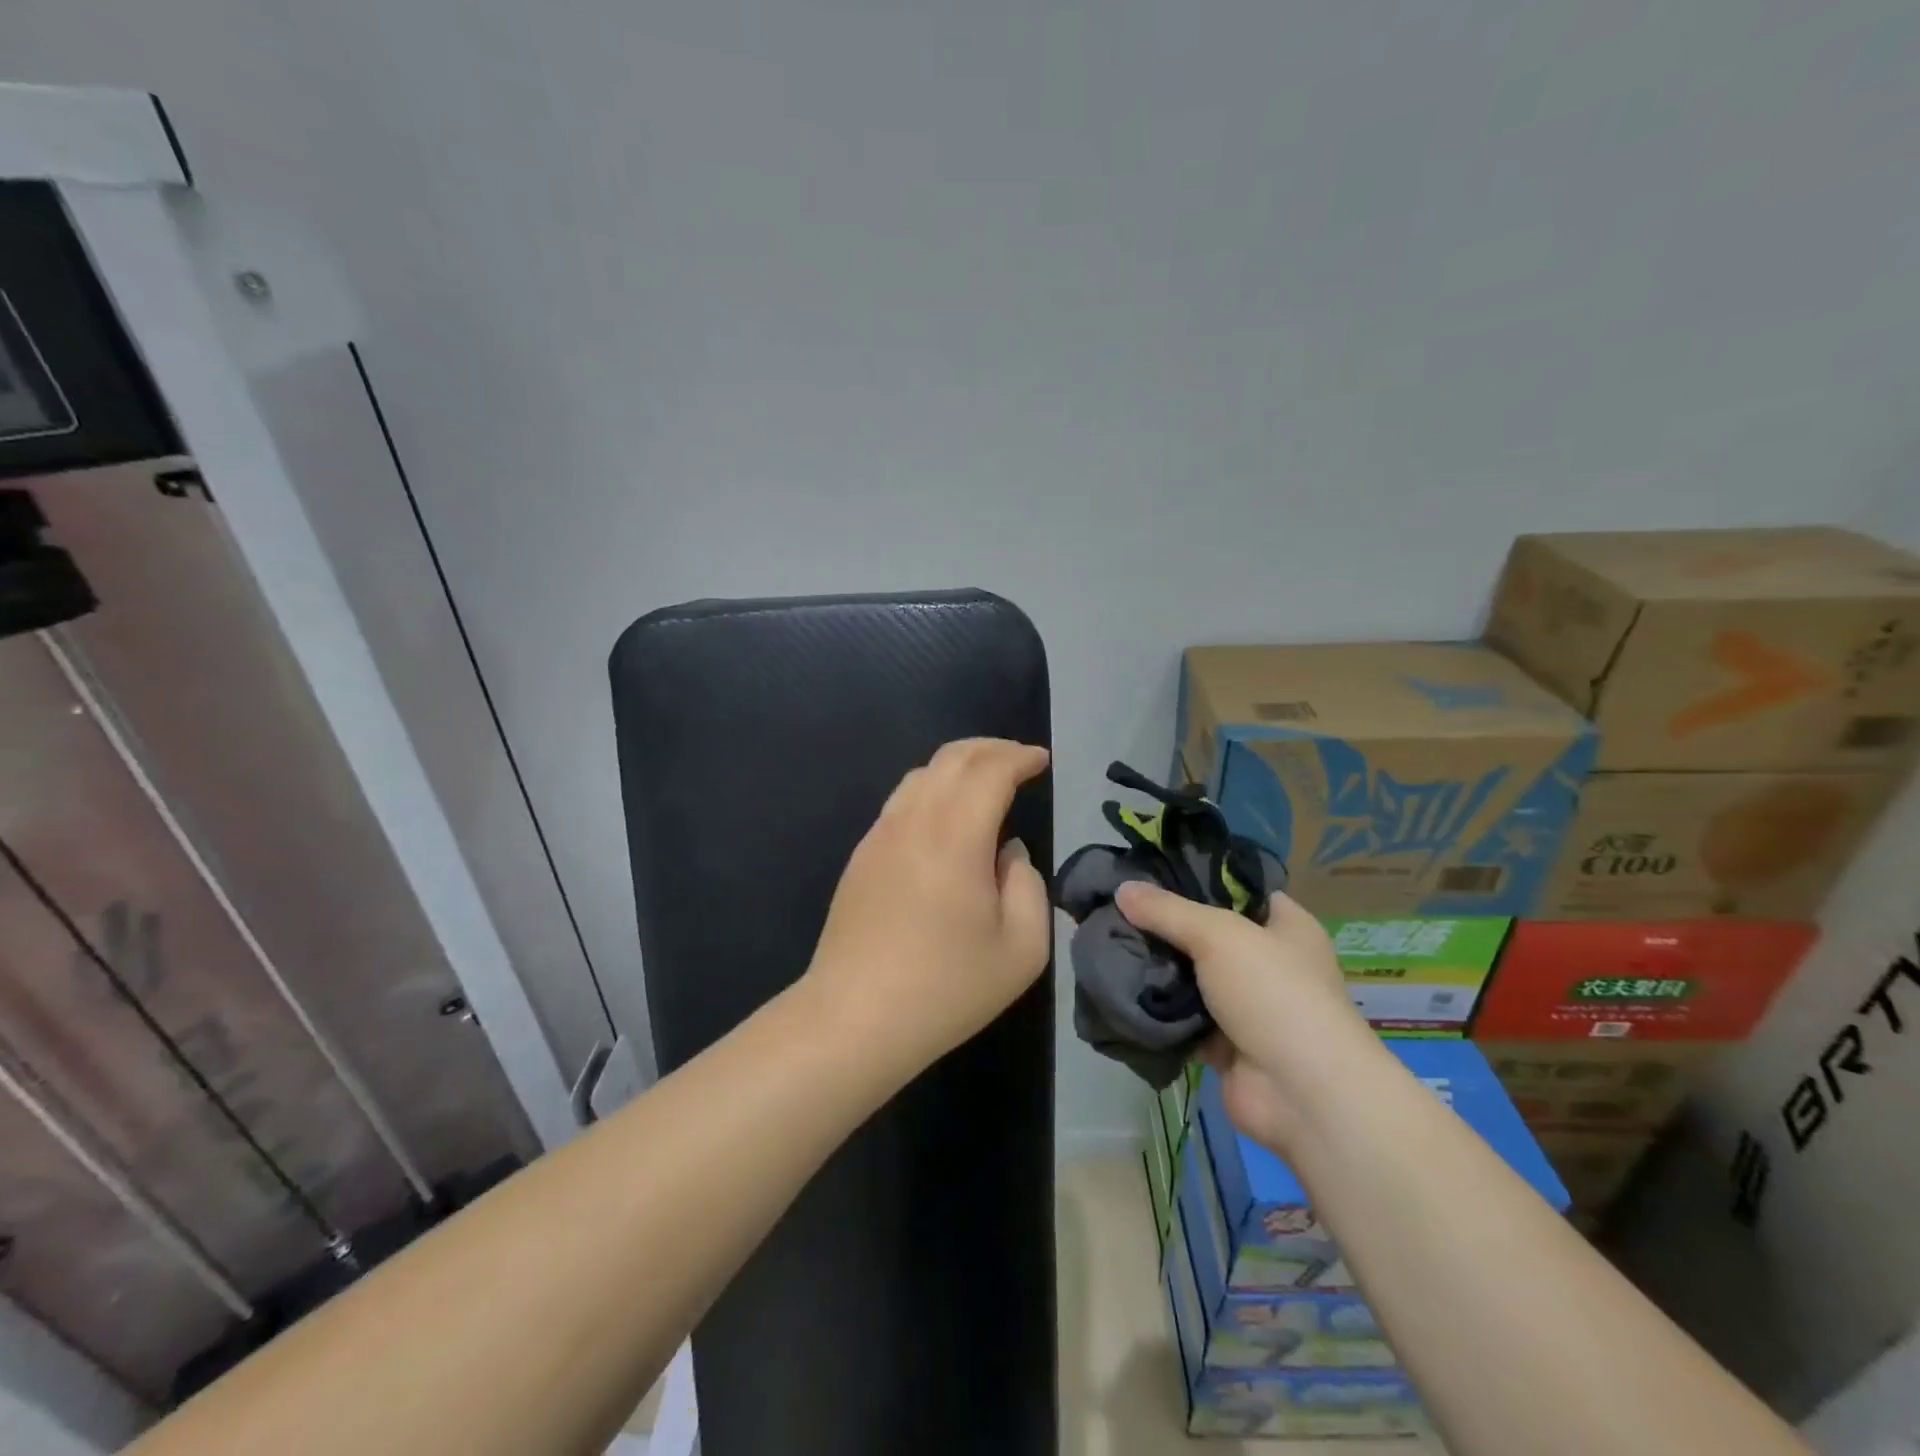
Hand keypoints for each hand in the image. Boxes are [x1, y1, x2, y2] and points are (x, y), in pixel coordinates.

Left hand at [804, 739, 1051, 1074]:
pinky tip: (945, 818)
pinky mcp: (861, 856)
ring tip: (984, 782)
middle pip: (951, 758)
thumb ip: (1028, 885)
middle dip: (991, 749)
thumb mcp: (1021, 949)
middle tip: (1018, 760)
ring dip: (958, 766)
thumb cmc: (946, 987)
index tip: (1041, 760)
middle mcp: (914, 821)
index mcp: (956, 835)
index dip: (1019, 757)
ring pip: (920, 775)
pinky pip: (900, 802)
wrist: (854, 1018)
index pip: (990, 770)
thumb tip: (1007, 852)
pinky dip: (931, 790)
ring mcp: (880, 835)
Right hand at [1114, 882, 1377, 1154]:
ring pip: (1191, 977)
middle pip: (1207, 934)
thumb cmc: (1273, 994)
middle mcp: (1269, 962)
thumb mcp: (1219, 935)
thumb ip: (1167, 911)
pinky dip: (1157, 1010)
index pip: (1239, 891)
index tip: (1149, 873)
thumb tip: (1122, 888)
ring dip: (1157, 969)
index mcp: (1286, 927)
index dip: (1198, 879)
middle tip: (1116, 908)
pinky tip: (1119, 989)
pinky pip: (1182, 1018)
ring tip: (1108, 944)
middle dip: (1165, 926)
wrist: (1301, 1095)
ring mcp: (1246, 1006)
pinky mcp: (1224, 1044)